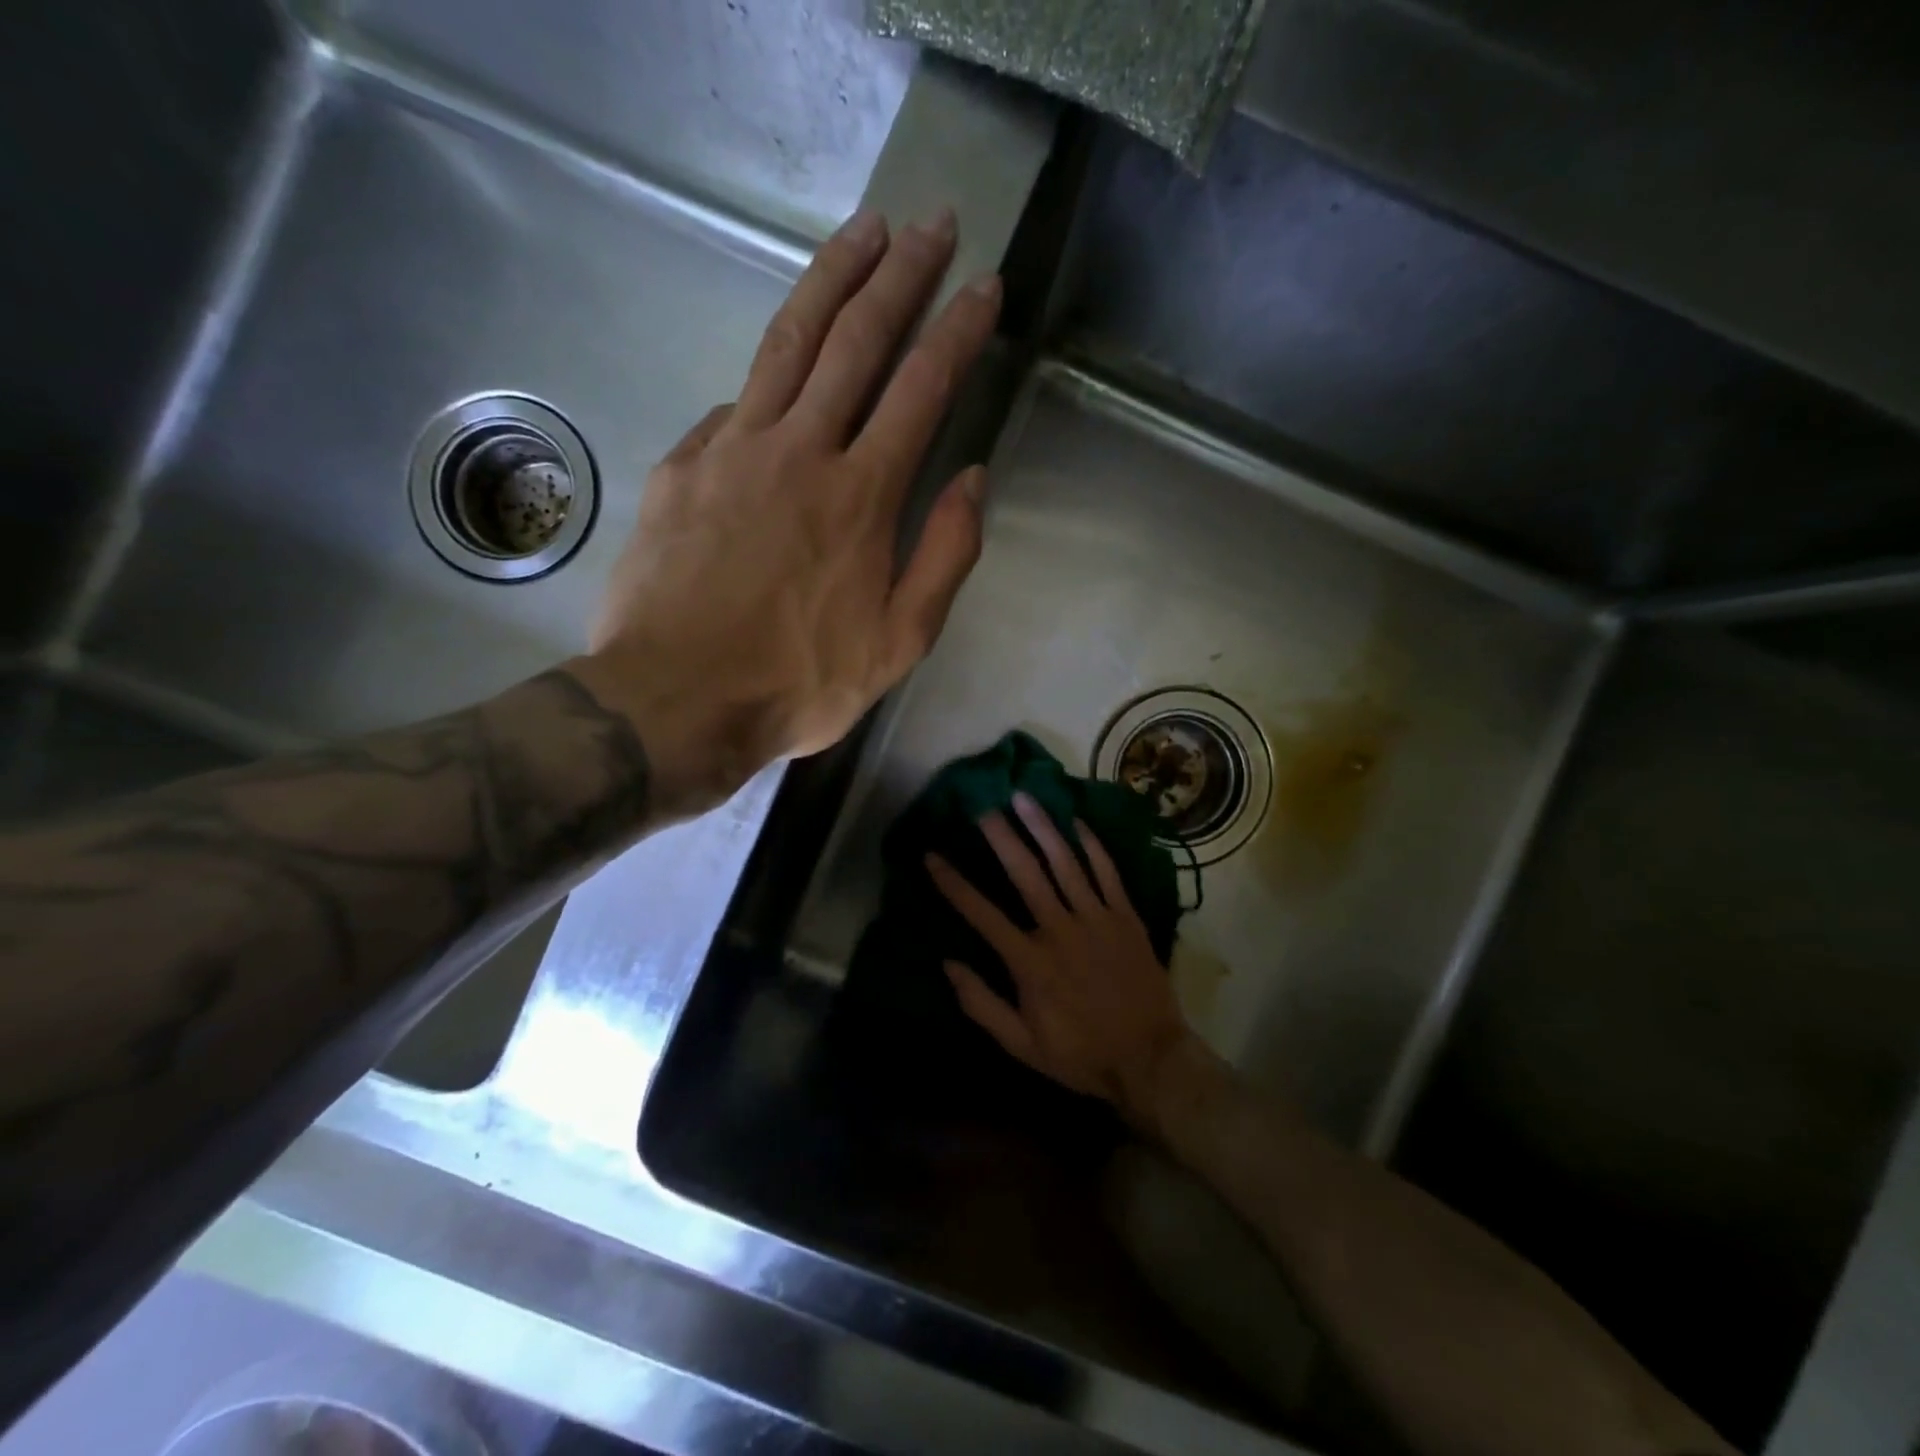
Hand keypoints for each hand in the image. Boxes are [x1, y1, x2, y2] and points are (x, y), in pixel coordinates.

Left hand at [570, 208, 1001, 817]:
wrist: (676, 701)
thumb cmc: (798, 683)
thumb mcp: (899, 642)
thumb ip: (945, 556)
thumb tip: (972, 480)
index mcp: (861, 496)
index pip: (922, 389)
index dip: (958, 332)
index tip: (983, 287)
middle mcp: (800, 451)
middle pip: (856, 339)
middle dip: (902, 275)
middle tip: (931, 223)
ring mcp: (732, 450)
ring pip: (788, 342)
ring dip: (831, 279)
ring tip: (863, 232)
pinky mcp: (682, 465)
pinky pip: (734, 406)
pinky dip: (767, 380)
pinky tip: (780, 375)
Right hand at [926, 793, 1198, 1126]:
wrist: (1150, 1059)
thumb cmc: (1081, 1054)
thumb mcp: (1021, 1046)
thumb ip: (982, 1004)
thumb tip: (948, 964)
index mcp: (1030, 962)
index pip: (982, 913)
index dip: (953, 884)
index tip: (932, 856)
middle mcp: (1060, 930)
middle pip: (1025, 873)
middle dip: (1000, 837)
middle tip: (982, 807)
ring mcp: (1097, 919)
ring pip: (1066, 863)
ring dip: (1042, 828)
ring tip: (1023, 798)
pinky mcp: (1126, 917)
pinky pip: (1108, 872)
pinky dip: (1093, 845)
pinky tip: (1077, 821)